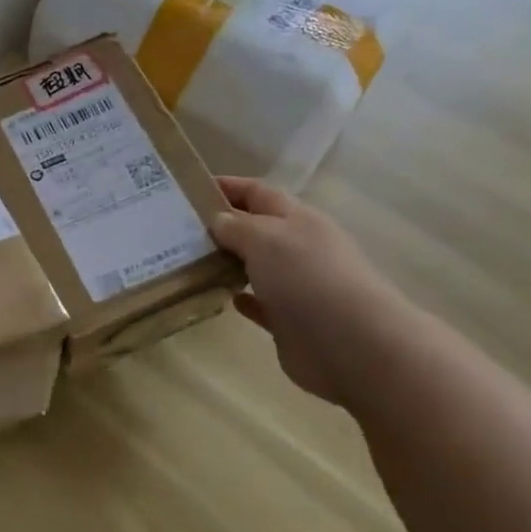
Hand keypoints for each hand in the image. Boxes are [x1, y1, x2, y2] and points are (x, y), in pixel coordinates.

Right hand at [210, 176, 416, 408]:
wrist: (352, 345)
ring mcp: (296, 286)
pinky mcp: (290, 322)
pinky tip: (222, 297)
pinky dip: (241, 298)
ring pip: (255, 266)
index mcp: (297, 219)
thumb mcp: (265, 237)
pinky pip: (260, 304)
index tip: (190, 188)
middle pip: (256, 229)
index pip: (258, 192)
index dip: (228, 186)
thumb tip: (218, 220)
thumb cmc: (306, 277)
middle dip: (222, 226)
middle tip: (178, 228)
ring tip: (189, 261)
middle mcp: (298, 248)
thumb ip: (236, 226)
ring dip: (228, 262)